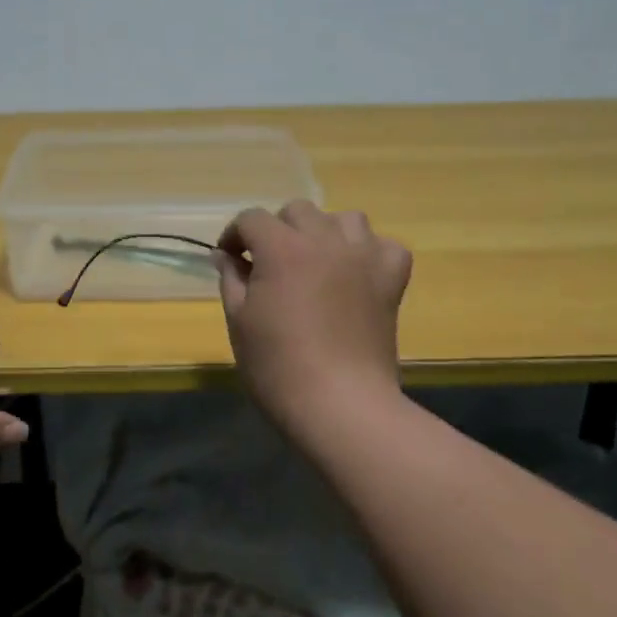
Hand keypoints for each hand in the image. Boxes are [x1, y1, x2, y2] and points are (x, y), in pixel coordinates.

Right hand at [215, 202, 412, 423]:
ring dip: (324, 233)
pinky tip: (356, 274)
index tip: (229, 260)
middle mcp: (325, 239)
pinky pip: (384, 245)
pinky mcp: (391, 279)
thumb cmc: (277, 366)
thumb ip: (231, 278)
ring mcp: (363, 256)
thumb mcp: (239, 320)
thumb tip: (225, 255)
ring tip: (315, 262)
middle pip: (297, 211)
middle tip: (269, 265)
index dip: (235, 236)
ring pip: (344, 218)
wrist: (341, 405)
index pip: (252, 219)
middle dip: (277, 230)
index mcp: (282, 248)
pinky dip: (369, 253)